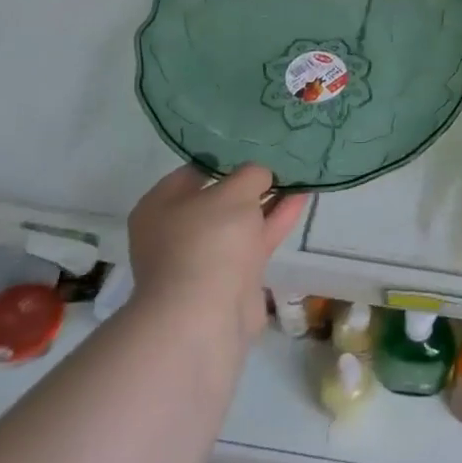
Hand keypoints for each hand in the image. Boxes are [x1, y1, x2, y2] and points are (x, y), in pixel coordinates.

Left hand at [127, 164, 306, 341]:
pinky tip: (300, 199)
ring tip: (299, 174)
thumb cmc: (208, 242)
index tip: (256, 144)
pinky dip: (275, 221)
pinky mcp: (231, 278)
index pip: (194, 170)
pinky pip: (255, 240)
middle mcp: (177, 230)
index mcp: (160, 205)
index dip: (226, 156)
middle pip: (219, 197)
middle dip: (250, 181)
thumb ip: (250, 174)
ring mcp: (204, 257)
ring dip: (268, 200)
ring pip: (241, 221)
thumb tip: (260, 175)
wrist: (205, 318)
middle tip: (281, 158)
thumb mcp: (233, 192)